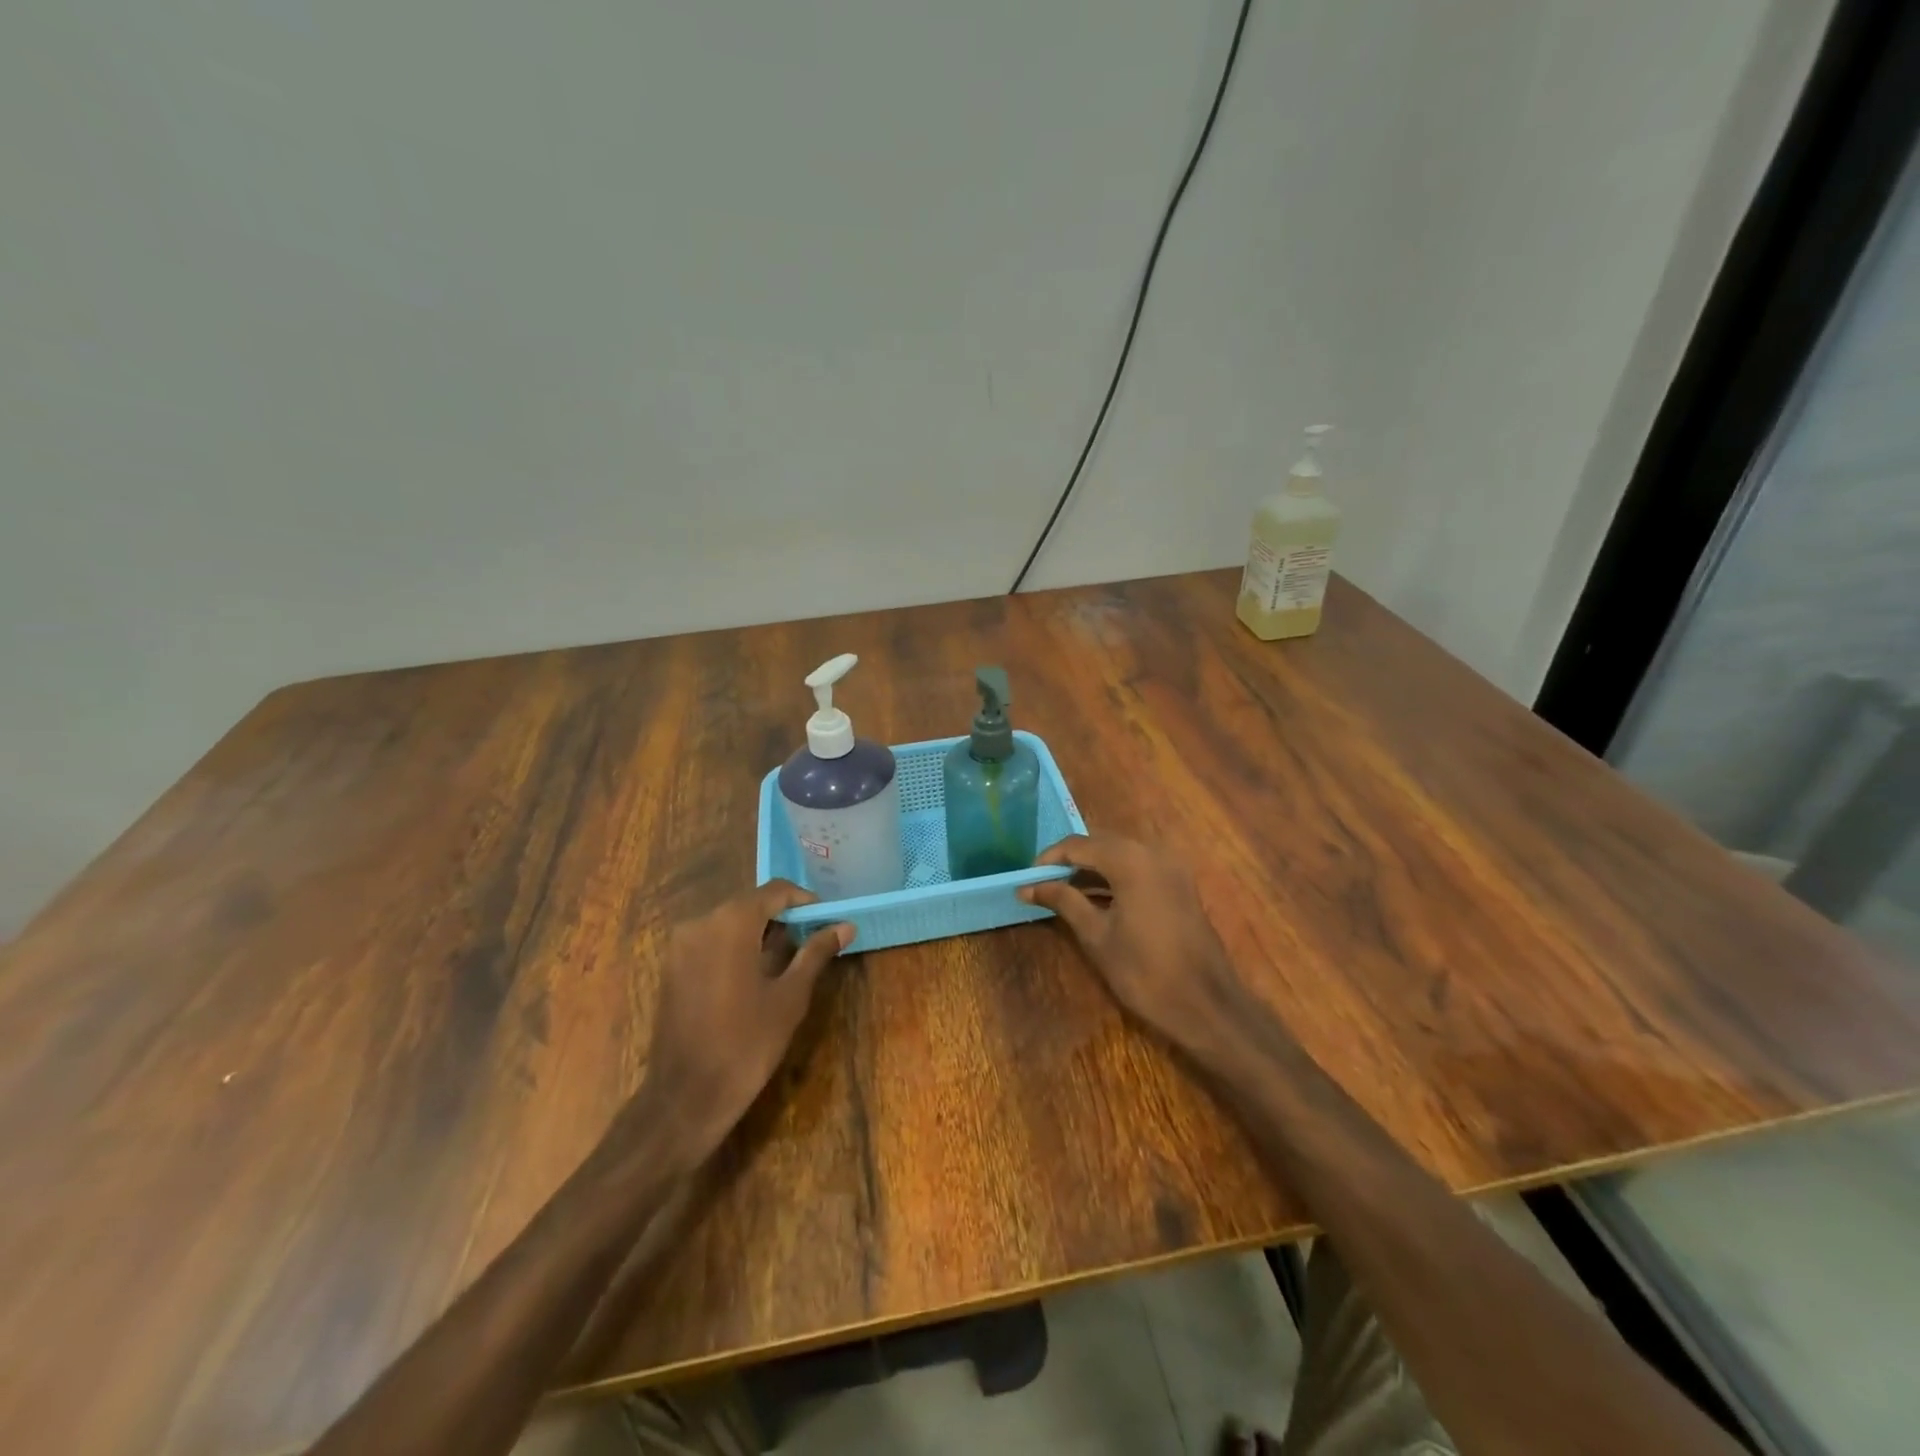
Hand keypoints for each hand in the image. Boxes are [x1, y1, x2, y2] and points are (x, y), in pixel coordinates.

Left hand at [626, 881, 849, 1166]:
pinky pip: (710, 942)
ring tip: (788, 959)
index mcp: (731, 922)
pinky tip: (755, 975)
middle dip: (783, 917)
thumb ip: (815, 953)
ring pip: (729, 923)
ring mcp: (680, 946)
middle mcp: (701, 923)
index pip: (775, 891)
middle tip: (812, 940)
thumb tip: (845, 926)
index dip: (805, 901)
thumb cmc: (746, 1044)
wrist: (685, 1098)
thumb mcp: (790, 996)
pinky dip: (735, 947)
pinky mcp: (671, 968)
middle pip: (750, 904)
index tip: (827, 919)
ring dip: (759, 933)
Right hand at [1020, 835, 1252, 1061]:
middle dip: (1070, 861)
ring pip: (1120, 855)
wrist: (1205, 1005)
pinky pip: (1139, 868)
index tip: (1027, 880)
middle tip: (1042, 885)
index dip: (1049, 859)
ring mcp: (1171, 867)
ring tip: (1063, 893)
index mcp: (1130, 860)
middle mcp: (1152, 852)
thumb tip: (1028, 887)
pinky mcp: (1179, 885)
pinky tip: (1095, 899)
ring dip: (1092, 869)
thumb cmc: (1144, 971)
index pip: (1078, 844)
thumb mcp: (1096, 935)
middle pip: (1100, 844)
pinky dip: (1114, 878)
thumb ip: (1063, 901)